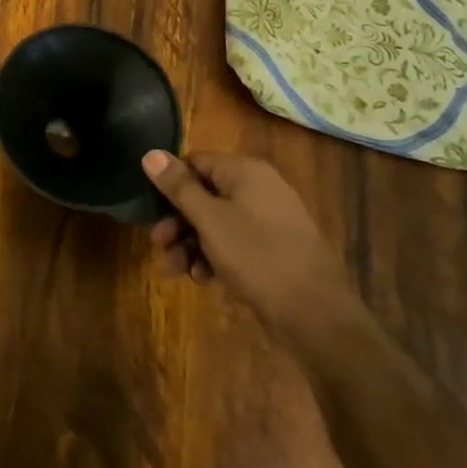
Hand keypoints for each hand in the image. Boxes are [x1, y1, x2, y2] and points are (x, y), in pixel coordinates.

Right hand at [143, 149, 352, 338]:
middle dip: (178, 222)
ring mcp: (271, 219)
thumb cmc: (257, 256)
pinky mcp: (275, 248)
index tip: (152, 211)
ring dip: (192, 243)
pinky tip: (204, 279)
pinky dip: (215, 256)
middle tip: (159, 245)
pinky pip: (236, 242)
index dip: (170, 184)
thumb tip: (150, 153)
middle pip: (205, 194)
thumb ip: (179, 187)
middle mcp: (260, 188)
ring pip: (218, 222)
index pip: (196, 162)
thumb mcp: (210, 219)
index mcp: (246, 172)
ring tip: (178, 270)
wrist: (316, 315)